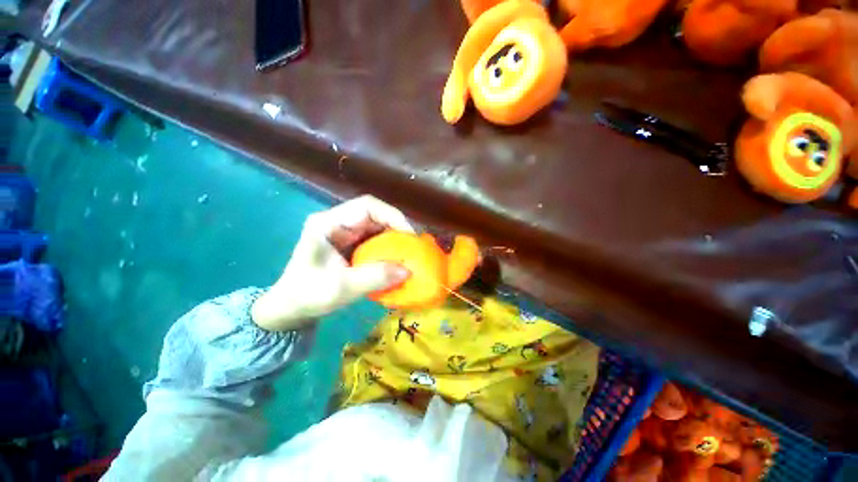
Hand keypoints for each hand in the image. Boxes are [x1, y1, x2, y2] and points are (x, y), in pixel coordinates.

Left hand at [251, 195, 413, 330]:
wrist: (291, 309)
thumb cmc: (307, 296)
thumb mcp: (341, 288)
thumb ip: (374, 278)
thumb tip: (408, 270)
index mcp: (328, 223)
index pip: (367, 206)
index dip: (392, 216)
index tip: (410, 236)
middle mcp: (339, 222)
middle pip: (376, 215)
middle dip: (398, 229)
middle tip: (414, 248)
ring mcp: (346, 233)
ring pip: (379, 227)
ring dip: (395, 240)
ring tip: (409, 254)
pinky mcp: (352, 244)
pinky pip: (376, 240)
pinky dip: (389, 249)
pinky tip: (397, 260)